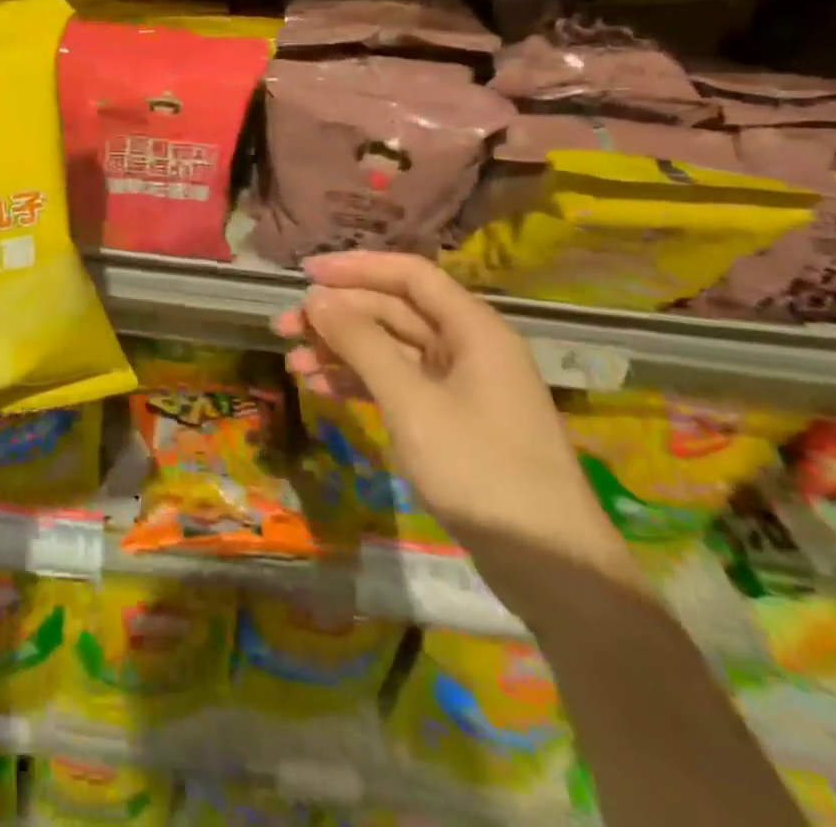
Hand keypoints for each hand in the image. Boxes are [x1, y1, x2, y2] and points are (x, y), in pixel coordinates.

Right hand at [275, 250, 640, 621]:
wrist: (550, 568)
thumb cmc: (481, 470)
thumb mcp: (411, 402)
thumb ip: (361, 343)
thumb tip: (316, 298)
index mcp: (473, 330)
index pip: (410, 275)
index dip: (356, 267)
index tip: (305, 273)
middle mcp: (467, 347)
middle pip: (394, 311)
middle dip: (338, 315)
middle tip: (284, 327)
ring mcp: (460, 386)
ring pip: (390, 349)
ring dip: (342, 351)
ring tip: (294, 364)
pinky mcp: (451, 420)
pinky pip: (397, 384)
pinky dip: (359, 382)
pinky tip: (322, 389)